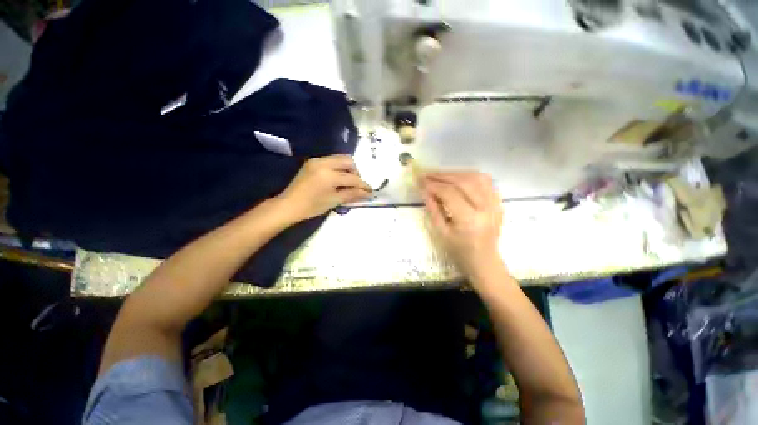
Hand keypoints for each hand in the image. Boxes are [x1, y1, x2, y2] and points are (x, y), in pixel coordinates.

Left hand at [277, 155, 371, 222]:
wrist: (288, 205)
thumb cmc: (312, 206)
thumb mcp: (334, 201)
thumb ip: (352, 194)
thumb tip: (367, 193)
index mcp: (329, 175)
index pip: (352, 178)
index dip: (363, 185)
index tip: (370, 190)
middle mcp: (324, 163)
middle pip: (348, 161)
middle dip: (355, 172)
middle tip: (356, 185)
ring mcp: (317, 161)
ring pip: (340, 158)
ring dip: (347, 169)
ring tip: (347, 182)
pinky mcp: (312, 162)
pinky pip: (331, 161)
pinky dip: (338, 168)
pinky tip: (337, 179)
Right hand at [420, 171, 503, 278]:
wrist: (484, 262)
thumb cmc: (459, 252)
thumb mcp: (441, 233)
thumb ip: (433, 209)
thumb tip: (424, 191)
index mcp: (469, 220)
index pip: (450, 194)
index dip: (433, 185)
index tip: (420, 181)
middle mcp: (485, 208)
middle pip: (463, 182)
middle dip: (442, 175)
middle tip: (427, 174)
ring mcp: (495, 204)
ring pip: (476, 177)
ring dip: (456, 173)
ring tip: (440, 175)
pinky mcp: (498, 203)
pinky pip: (486, 181)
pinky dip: (470, 176)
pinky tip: (458, 177)